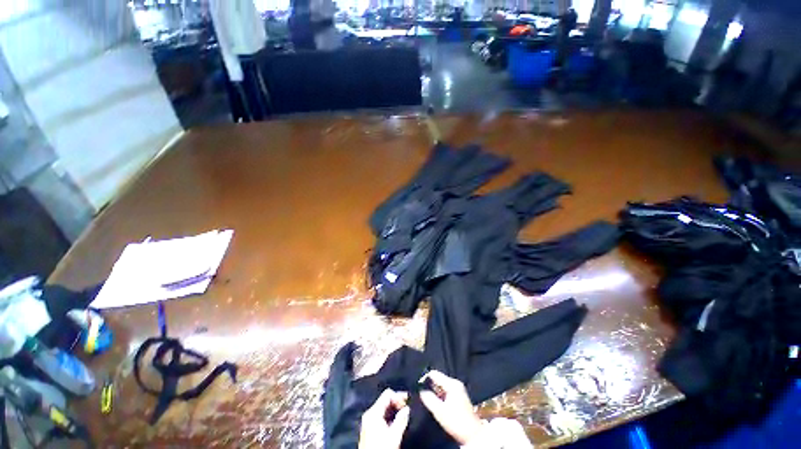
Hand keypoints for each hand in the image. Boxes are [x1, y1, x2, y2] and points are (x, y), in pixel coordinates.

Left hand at [359, 389, 409, 448]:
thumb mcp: (394, 436)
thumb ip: (401, 420)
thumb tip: (407, 409)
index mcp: (373, 412)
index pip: (387, 394)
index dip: (398, 396)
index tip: (408, 402)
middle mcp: (369, 414)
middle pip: (385, 400)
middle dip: (397, 403)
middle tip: (408, 408)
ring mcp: (369, 421)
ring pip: (384, 408)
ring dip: (394, 410)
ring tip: (404, 415)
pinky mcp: (370, 428)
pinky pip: (381, 416)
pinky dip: (390, 416)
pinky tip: (397, 422)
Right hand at [419, 370, 484, 444]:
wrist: (472, 435)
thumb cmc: (456, 421)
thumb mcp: (439, 411)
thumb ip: (429, 398)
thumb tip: (420, 390)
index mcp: (452, 383)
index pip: (434, 374)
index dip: (425, 378)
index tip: (417, 385)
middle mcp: (456, 383)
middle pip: (438, 379)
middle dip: (430, 386)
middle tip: (421, 393)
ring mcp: (458, 390)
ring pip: (442, 386)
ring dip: (435, 392)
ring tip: (427, 398)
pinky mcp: (459, 397)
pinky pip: (446, 391)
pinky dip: (440, 395)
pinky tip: (436, 402)